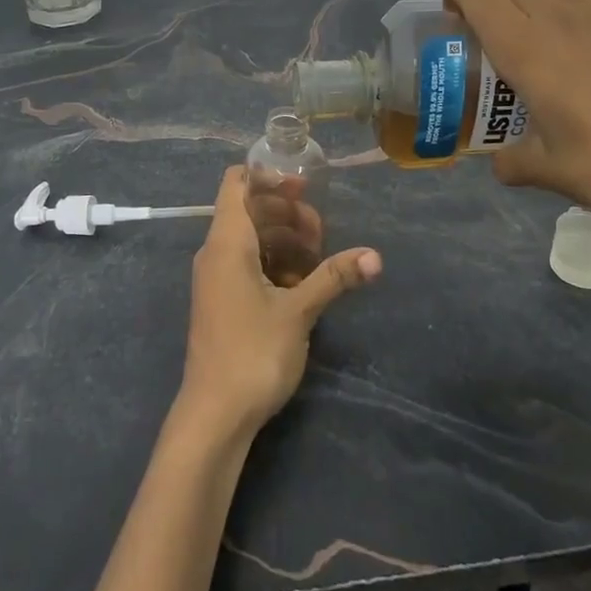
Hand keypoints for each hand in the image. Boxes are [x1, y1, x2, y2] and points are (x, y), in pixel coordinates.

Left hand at [177, 166, 381, 441]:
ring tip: (319, 258)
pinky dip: (274, 265)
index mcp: (227, 242)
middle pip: (250, 211)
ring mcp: (217, 278)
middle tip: (322, 233)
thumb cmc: (253, 352)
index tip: (304, 188)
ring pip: (252, 241)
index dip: (267, 177)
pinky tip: (303, 284)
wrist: (214, 414)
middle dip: (287, 214)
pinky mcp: (223, 300)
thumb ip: (334, 277)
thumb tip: (375, 256)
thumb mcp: (298, 311)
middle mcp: (216, 252)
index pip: (236, 183)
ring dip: (285, 242)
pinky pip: (248, 265)